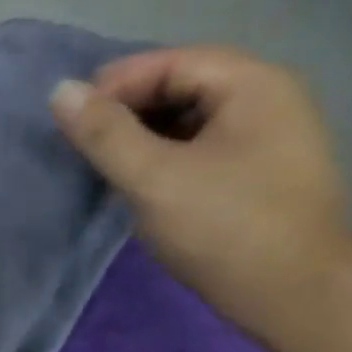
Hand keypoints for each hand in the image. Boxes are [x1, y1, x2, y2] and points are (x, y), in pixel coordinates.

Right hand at [49, 46, 351, 350]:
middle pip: (185, 86)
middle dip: (128, 109)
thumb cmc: (222, 225)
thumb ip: (104, 135)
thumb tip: (60, 92)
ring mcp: (266, 138)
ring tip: (101, 163)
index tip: (70, 117)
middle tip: (80, 141)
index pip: (174, 62)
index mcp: (253, 85)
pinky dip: (162, 157)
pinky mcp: (257, 174)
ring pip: (191, 120)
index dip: (117, 83)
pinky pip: (200, 148)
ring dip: (142, 135)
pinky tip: (137, 183)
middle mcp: (268, 99)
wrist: (292, 288)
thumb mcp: (153, 177)